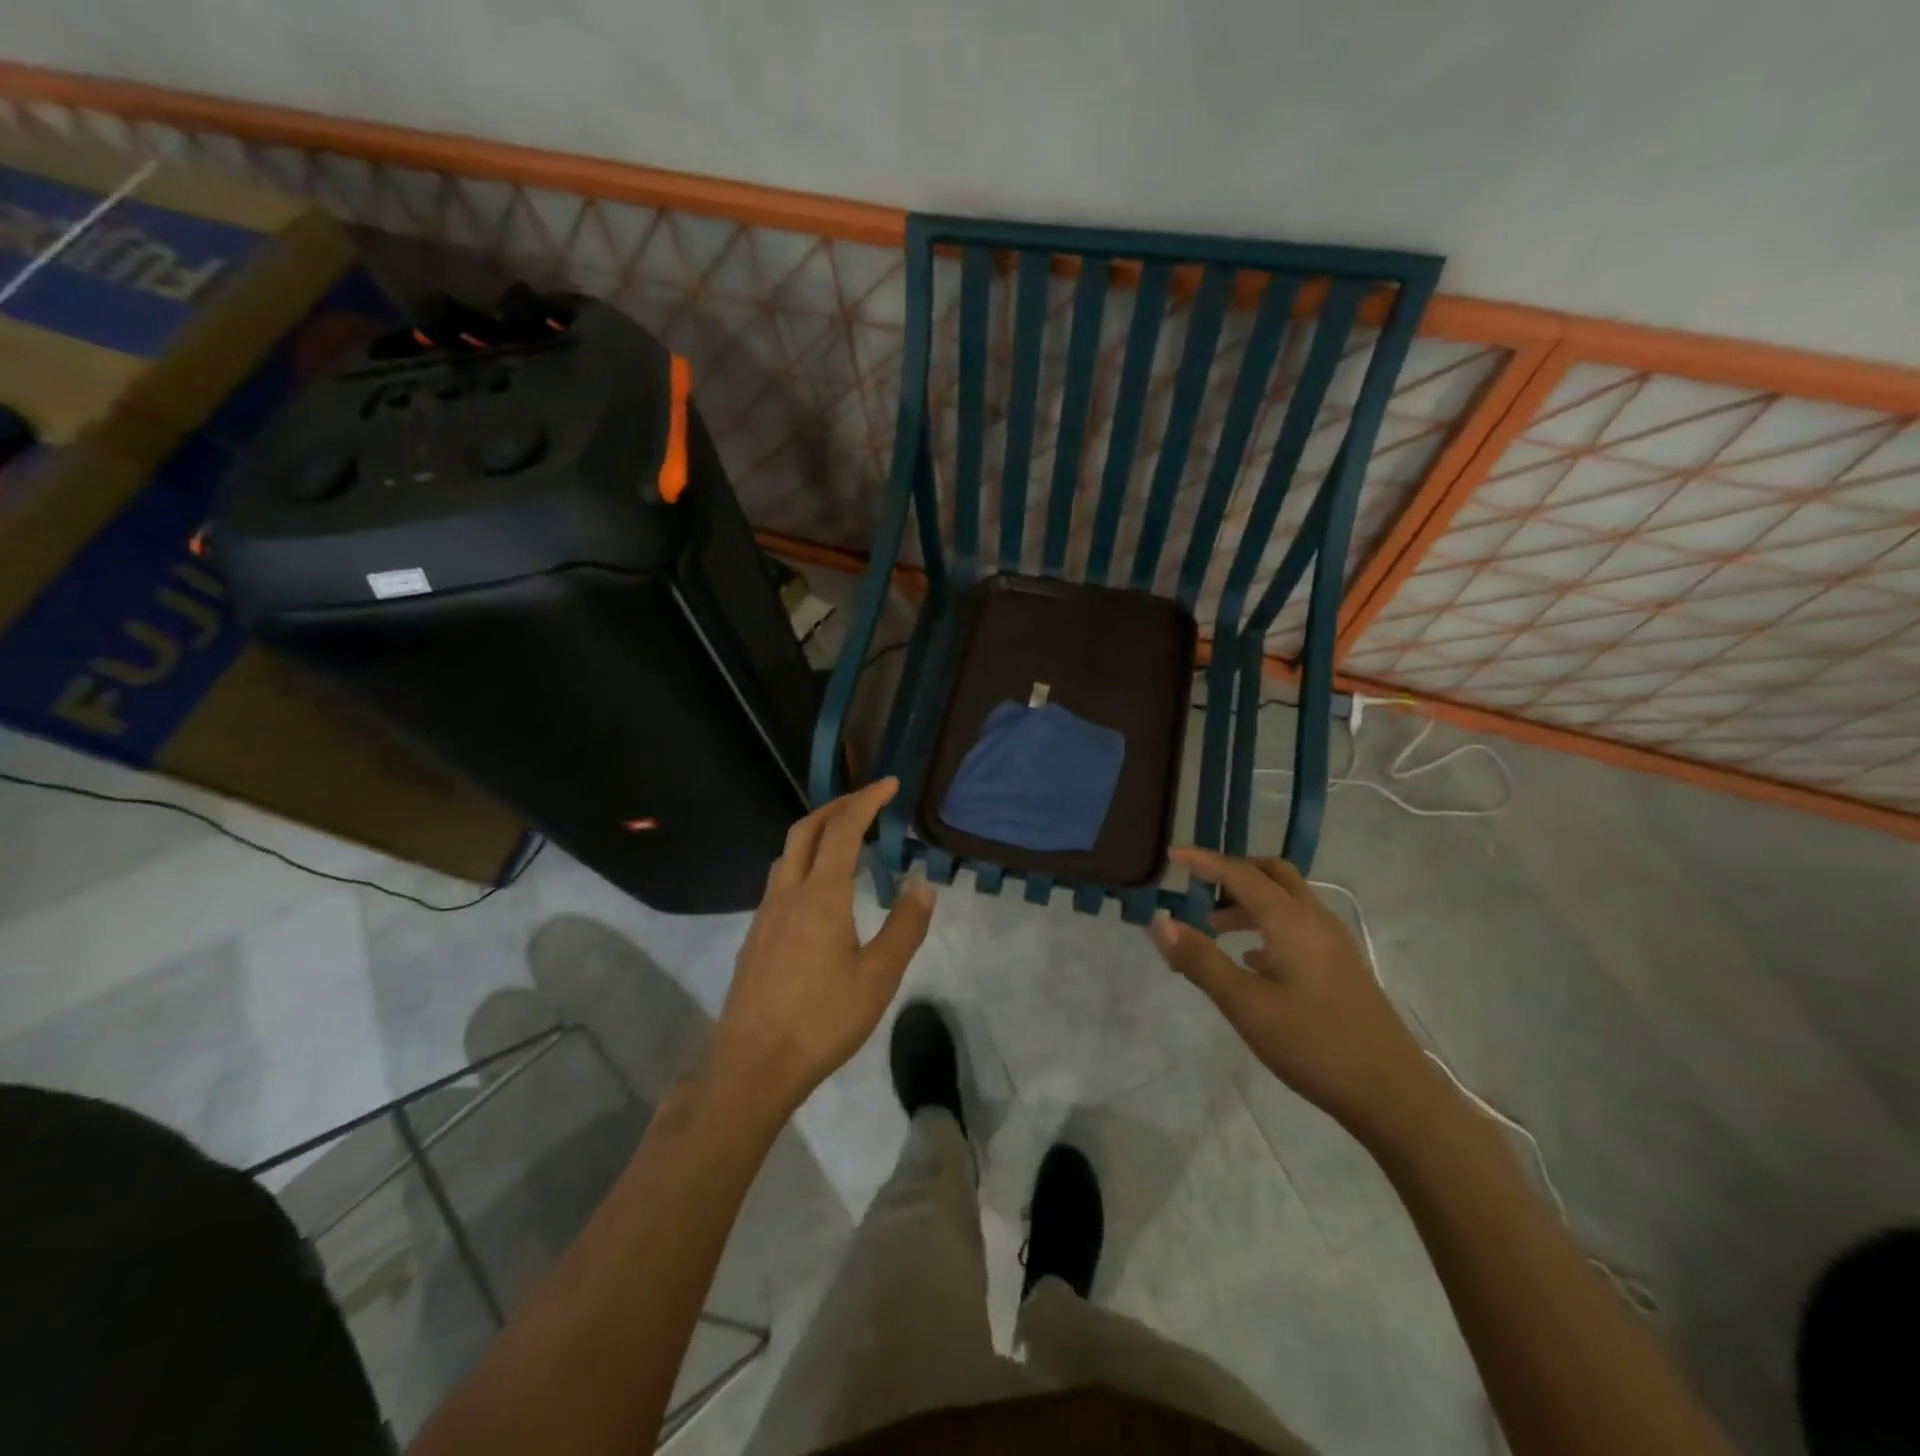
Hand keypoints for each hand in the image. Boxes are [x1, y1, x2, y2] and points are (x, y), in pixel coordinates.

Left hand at [712, 778, 935, 1114]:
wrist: (753, 1066)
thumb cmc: (822, 1021)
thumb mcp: (878, 978)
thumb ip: (904, 927)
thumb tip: (923, 885)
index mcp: (820, 896)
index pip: (843, 830)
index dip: (867, 800)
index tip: (890, 783)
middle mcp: (788, 894)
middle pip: (806, 830)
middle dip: (837, 805)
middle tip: (867, 800)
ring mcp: (765, 914)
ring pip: (787, 854)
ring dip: (816, 832)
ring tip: (845, 838)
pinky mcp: (756, 936)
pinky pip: (780, 879)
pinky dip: (804, 861)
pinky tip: (819, 890)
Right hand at [1149, 847, 1434, 1133]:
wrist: (1393, 1094)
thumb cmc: (1314, 1044)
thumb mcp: (1246, 1005)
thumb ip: (1200, 960)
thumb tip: (1159, 922)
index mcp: (1290, 920)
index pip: (1240, 874)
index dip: (1203, 861)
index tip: (1171, 853)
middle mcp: (1314, 919)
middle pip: (1271, 874)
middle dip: (1232, 872)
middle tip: (1197, 885)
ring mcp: (1333, 942)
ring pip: (1286, 900)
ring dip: (1248, 901)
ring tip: (1212, 926)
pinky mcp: (1340, 965)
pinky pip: (1297, 925)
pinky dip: (1267, 925)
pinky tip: (1251, 959)